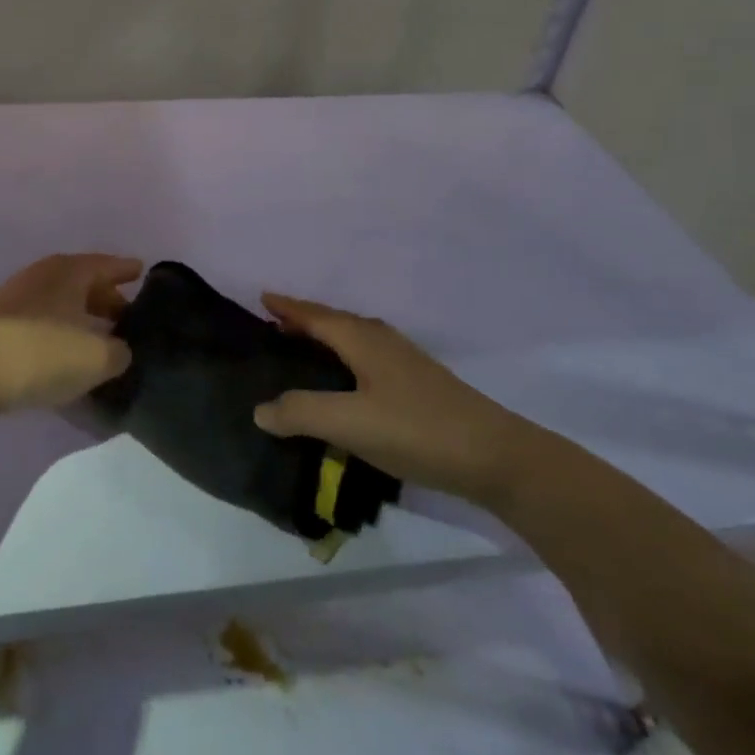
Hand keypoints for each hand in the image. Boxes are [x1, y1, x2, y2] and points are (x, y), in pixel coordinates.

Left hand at [0, 253, 141, 413]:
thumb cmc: (42, 354)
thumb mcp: (97, 358)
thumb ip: (119, 352)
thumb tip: (119, 351)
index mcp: (70, 271)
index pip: (106, 264)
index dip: (126, 269)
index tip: (142, 271)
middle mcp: (42, 275)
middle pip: (82, 282)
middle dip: (105, 297)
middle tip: (125, 316)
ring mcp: (14, 298)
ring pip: (59, 302)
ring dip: (79, 316)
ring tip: (96, 338)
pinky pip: (39, 321)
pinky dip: (56, 332)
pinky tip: (62, 354)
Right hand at [252, 293, 525, 500]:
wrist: (494, 456)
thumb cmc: (416, 429)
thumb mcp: (350, 423)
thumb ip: (301, 413)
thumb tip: (260, 408)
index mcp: (363, 340)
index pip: (316, 315)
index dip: (288, 307)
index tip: (263, 297)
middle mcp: (383, 341)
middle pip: (335, 321)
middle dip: (305, 320)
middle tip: (276, 326)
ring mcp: (405, 362)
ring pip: (354, 338)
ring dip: (326, 338)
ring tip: (305, 351)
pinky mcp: (420, 385)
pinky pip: (368, 357)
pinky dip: (346, 358)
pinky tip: (348, 384)